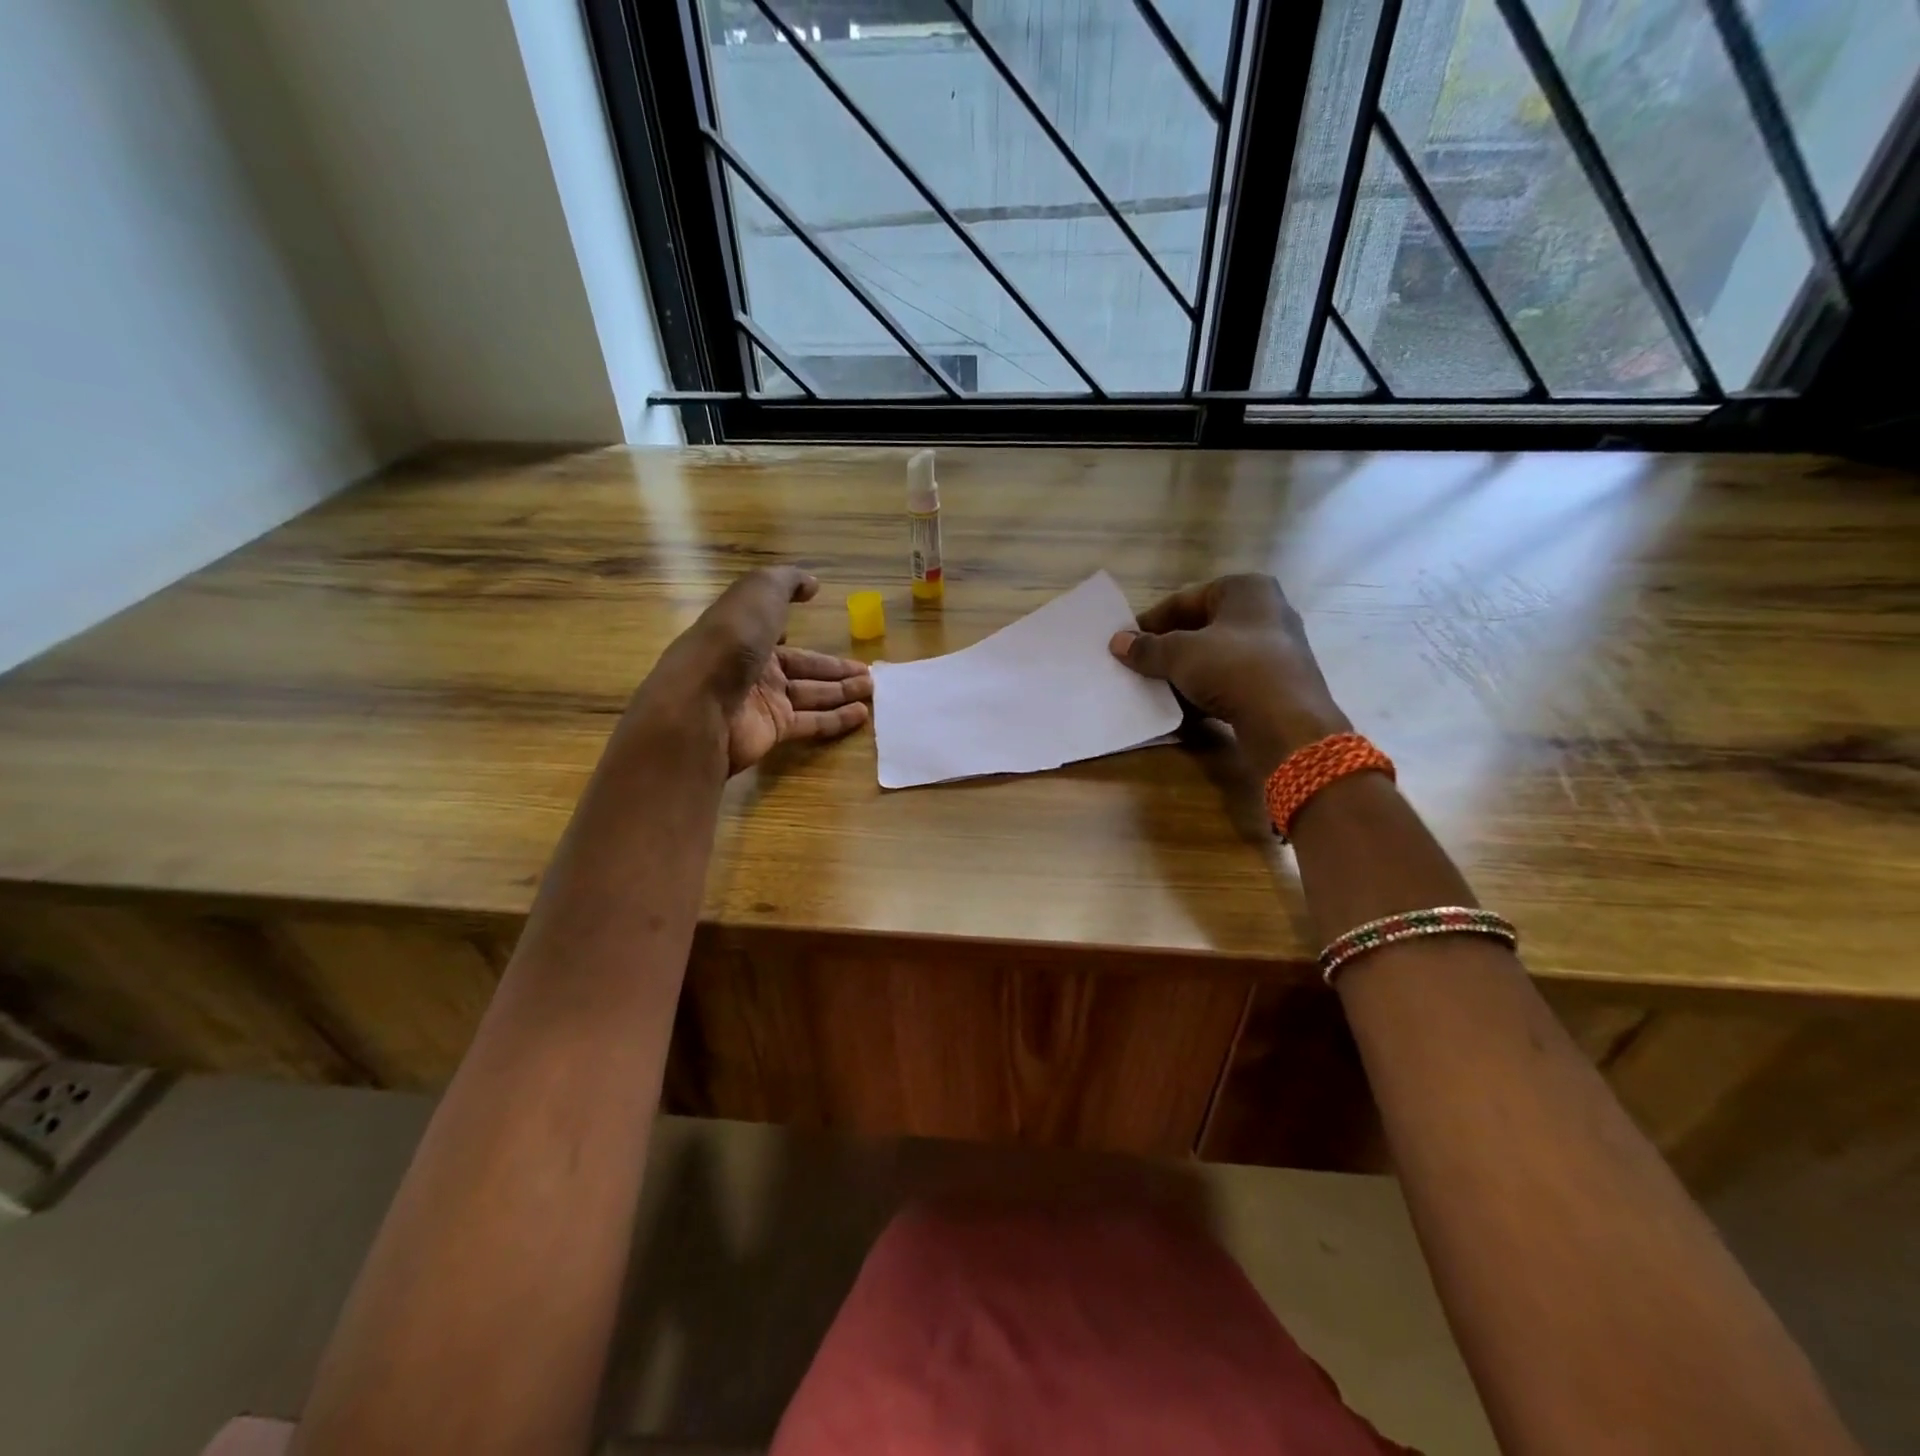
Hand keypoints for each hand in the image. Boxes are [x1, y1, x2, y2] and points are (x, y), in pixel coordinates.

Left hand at [639, 566, 871, 774]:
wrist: (702, 704)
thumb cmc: (731, 640)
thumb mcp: (759, 592)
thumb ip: (787, 582)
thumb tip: (813, 585)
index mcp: (744, 631)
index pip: (775, 629)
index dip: (794, 627)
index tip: (822, 630)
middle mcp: (752, 666)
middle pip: (802, 666)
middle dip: (834, 668)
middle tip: (869, 673)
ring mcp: (762, 701)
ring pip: (811, 694)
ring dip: (842, 691)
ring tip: (873, 689)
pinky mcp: (773, 731)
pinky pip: (811, 722)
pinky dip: (837, 719)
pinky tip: (862, 714)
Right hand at [1109, 574, 1349, 776]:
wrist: (1287, 722)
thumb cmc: (1233, 668)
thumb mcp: (1180, 654)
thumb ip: (1147, 648)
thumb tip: (1117, 643)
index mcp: (1246, 589)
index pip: (1184, 600)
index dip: (1151, 622)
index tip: (1126, 643)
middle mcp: (1266, 611)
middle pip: (1201, 627)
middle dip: (1168, 648)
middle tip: (1138, 666)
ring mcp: (1275, 649)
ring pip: (1216, 656)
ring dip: (1184, 672)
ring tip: (1155, 689)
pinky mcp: (1278, 683)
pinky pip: (1231, 680)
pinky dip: (1206, 690)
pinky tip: (1183, 708)